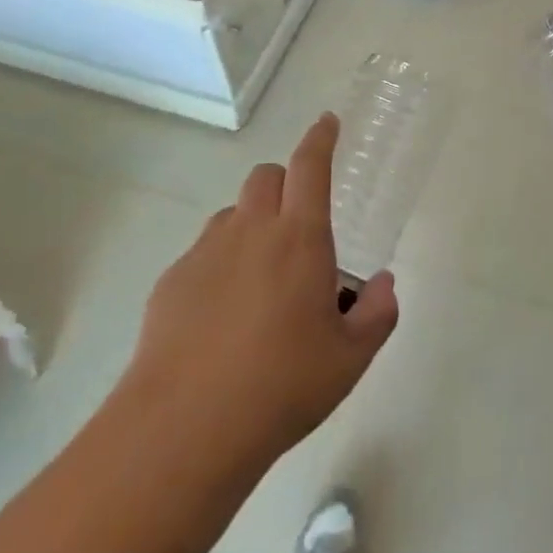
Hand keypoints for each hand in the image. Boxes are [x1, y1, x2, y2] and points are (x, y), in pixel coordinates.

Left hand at [121, 114, 399, 473]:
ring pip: (231, 214)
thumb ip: (376, 314)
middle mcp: (250, 232)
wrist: (184, 430)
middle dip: (285, 183)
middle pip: (265, 177)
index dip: (320, 138)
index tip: (327, 122)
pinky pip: (202, 253)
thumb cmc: (281, 386)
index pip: (310, 167)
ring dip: (251, 224)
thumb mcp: (350, 359)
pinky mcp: (170, 283)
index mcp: (300, 238)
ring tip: (261, 277)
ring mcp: (204, 254)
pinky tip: (222, 316)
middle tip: (298, 226)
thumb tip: (382, 285)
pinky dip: (220, 264)